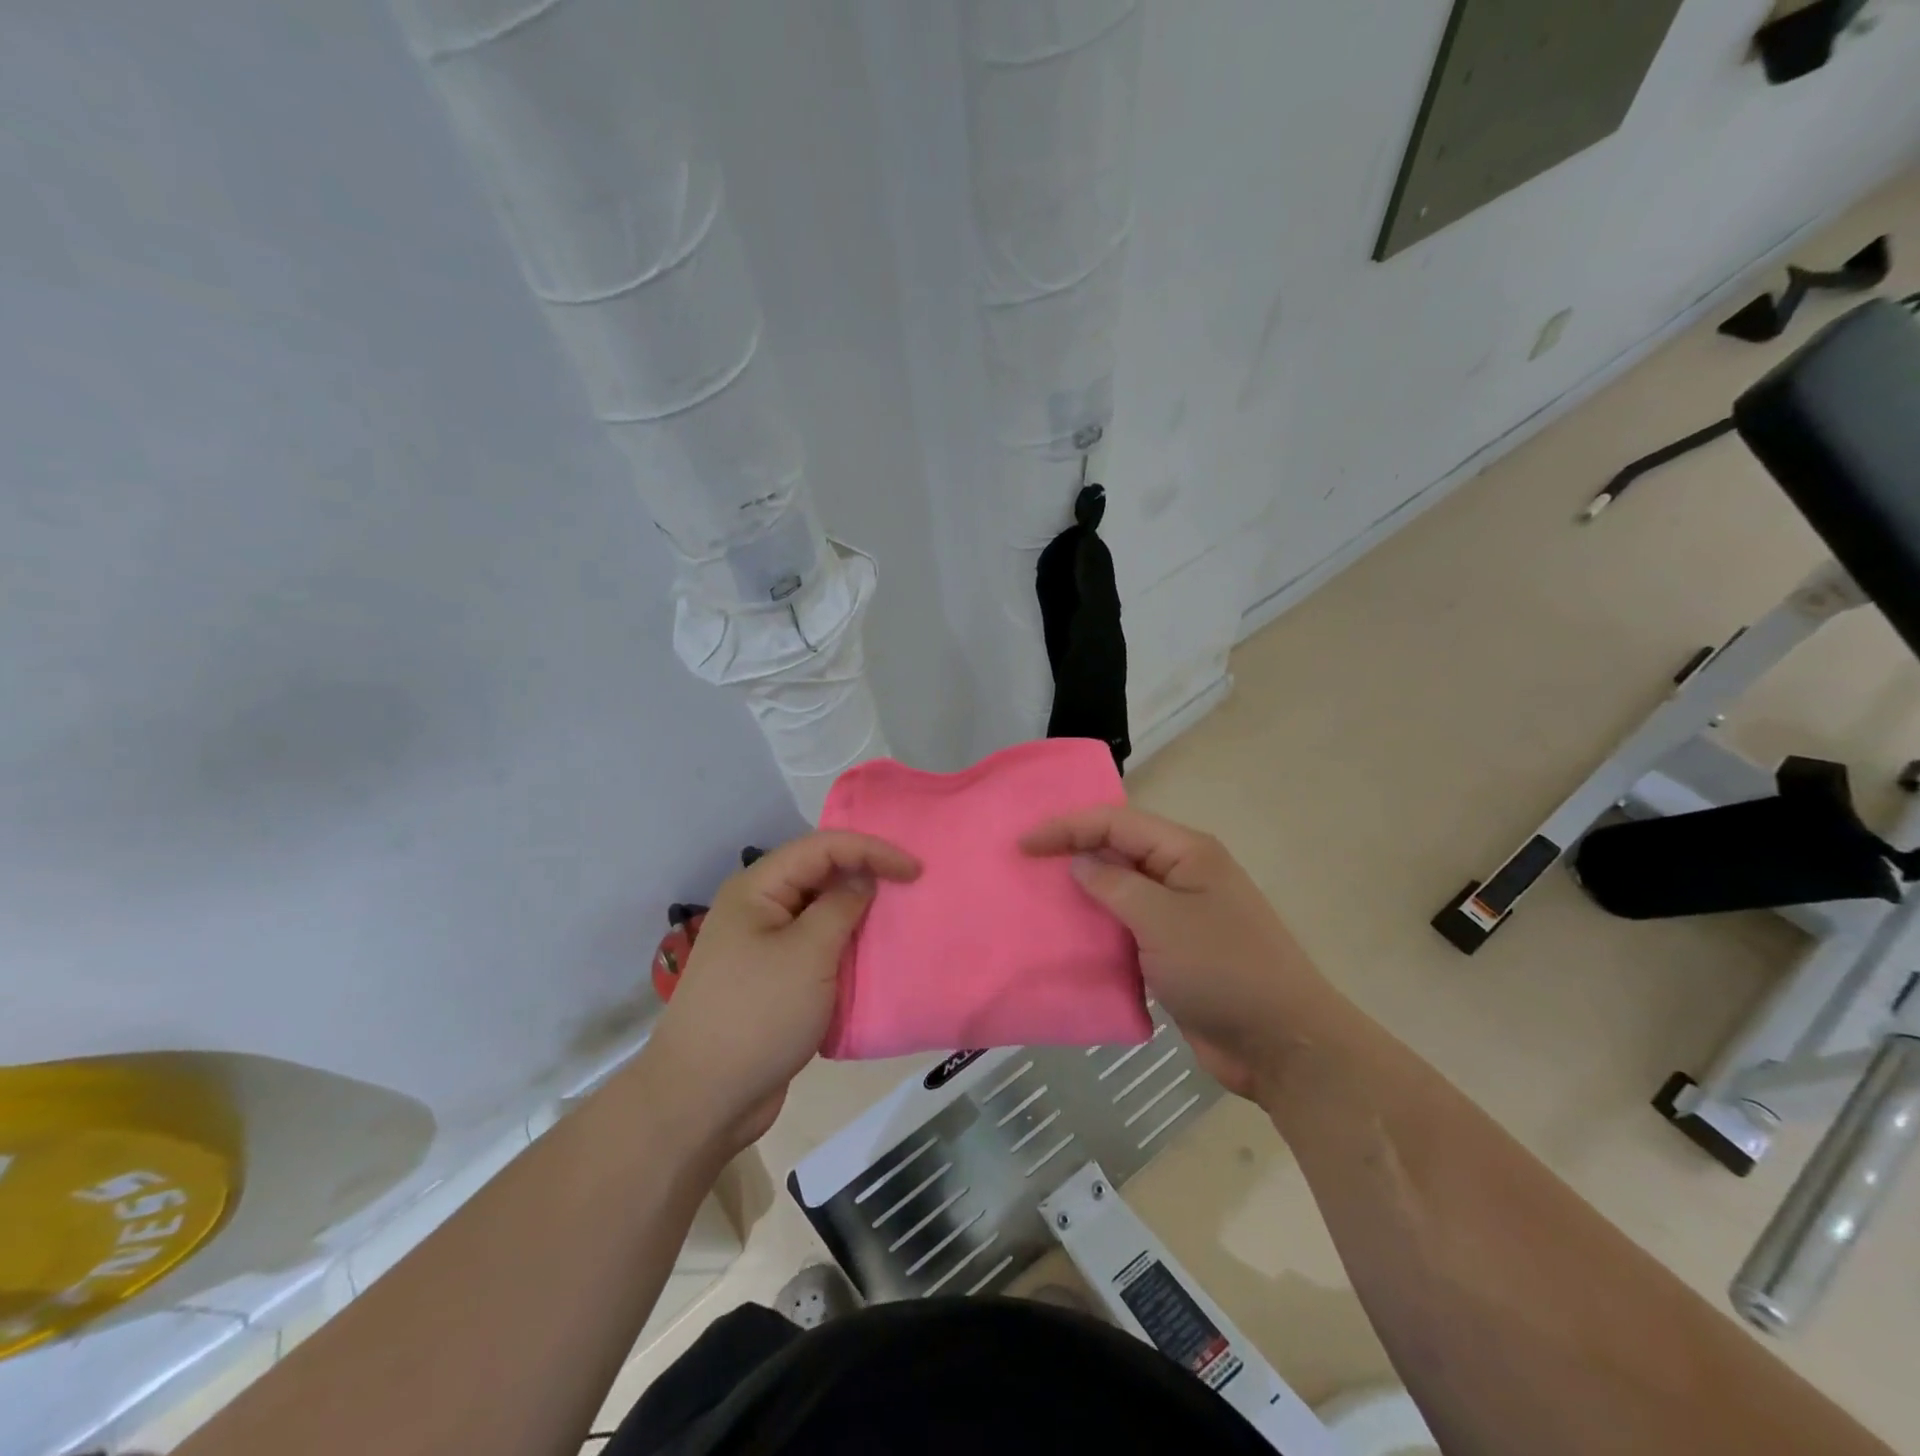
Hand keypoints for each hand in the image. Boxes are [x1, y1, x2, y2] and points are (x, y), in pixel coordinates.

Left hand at [640, 831, 918, 1153]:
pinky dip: (848, 949)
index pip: (823, 847)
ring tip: (901, 921)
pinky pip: (819, 950)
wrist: (703, 1100)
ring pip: (822, 914)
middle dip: (867, 875)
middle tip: (912, 889)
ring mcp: (765, 947)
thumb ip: (841, 907)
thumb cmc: (757, 1015)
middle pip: (821, 874)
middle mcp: (760, 908)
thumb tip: (864, 879)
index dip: (871, 850)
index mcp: (759, 889)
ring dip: (860, 915)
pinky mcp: (776, 981)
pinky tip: (875, 958)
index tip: (915, 870)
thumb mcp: (808, 954)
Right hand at [1021, 806, 1329, 1100]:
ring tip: (1036, 898)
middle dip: (1072, 853)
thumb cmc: (1224, 970)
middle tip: (1024, 865)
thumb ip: (1115, 886)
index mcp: (1187, 852)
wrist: (1281, 1045)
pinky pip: (1127, 927)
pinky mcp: (1174, 951)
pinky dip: (1098, 928)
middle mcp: (1182, 874)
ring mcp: (1180, 914)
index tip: (1024, 844)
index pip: (1116, 823)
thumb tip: (1079, 863)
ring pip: (1120, 890)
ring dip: (1082, 892)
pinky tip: (1068, 937)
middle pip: (1117, 850)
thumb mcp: (1163, 921)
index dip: (1067, 827)